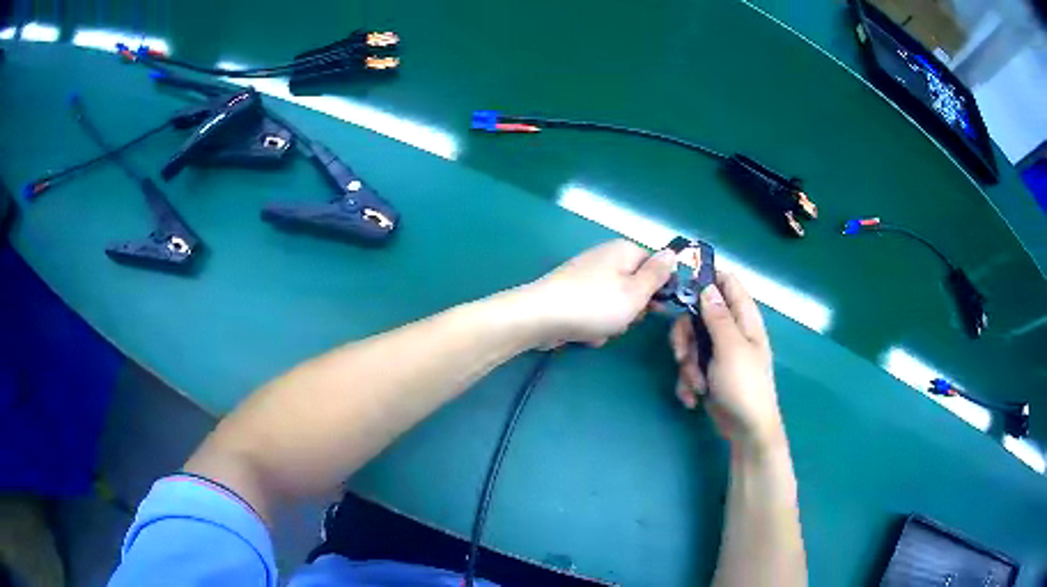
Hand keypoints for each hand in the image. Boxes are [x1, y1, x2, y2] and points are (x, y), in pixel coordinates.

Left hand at [516, 239, 675, 347]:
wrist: (541, 318)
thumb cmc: (595, 304)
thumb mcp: (636, 291)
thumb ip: (657, 274)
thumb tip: (673, 253)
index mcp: (624, 251)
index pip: (655, 266)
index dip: (659, 289)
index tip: (657, 307)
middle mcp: (606, 259)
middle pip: (635, 288)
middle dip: (632, 309)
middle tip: (624, 318)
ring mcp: (587, 278)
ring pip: (616, 306)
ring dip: (612, 323)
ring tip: (600, 329)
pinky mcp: (572, 296)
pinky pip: (595, 314)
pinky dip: (593, 326)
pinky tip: (584, 334)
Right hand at [669, 272, 783, 450]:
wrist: (745, 430)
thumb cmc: (744, 386)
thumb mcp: (730, 348)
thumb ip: (717, 316)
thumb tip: (706, 285)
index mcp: (744, 318)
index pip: (726, 282)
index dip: (705, 278)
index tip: (681, 287)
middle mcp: (731, 330)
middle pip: (697, 314)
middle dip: (685, 337)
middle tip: (682, 355)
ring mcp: (719, 352)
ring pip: (689, 343)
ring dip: (686, 366)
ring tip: (695, 385)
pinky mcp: (708, 372)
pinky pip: (689, 366)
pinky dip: (687, 382)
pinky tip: (693, 398)